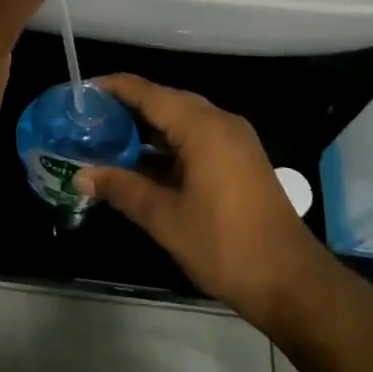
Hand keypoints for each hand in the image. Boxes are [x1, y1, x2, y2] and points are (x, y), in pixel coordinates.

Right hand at [76, 75, 334, 327]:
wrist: (292, 283)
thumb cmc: (225, 246)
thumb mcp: (166, 218)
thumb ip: (123, 189)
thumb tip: (81, 175)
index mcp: (202, 127)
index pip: (148, 92)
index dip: (113, 88)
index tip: (80, 92)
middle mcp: (220, 123)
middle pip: (165, 101)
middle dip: (127, 107)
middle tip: (89, 118)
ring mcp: (234, 142)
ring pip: (181, 120)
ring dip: (147, 128)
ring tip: (107, 138)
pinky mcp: (239, 161)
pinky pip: (196, 138)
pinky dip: (167, 145)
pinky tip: (142, 163)